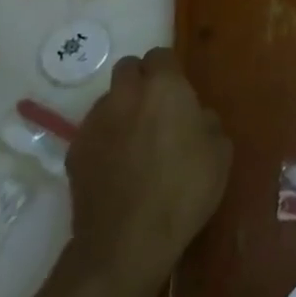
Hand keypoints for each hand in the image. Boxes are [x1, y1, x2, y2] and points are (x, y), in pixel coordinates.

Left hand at [65, 48, 231, 291]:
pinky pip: (95, 131)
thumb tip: (195, 117)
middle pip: (128, 68)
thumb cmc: (184, 191)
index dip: (170, 70)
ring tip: (136, 143)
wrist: (126, 241)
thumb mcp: (220, 154)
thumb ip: (207, 123)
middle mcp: (126, 94)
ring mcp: (95, 121)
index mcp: (164, 87)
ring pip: (110, 100)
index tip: (180, 92)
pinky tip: (117, 167)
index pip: (161, 55)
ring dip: (123, 110)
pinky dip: (106, 139)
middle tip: (157, 110)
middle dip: (141, 81)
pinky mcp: (75, 150)